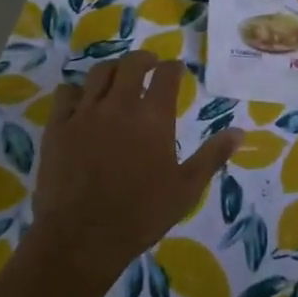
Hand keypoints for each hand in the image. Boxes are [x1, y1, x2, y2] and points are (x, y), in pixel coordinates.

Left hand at [26, 51, 240, 293]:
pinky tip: (81, 100)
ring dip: (112, 69)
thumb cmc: (141, 215)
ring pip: (98, 73)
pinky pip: (65, 93)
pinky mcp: (58, 126)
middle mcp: (120, 105)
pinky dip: (76, 91)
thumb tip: (239, 132)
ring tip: (117, 76)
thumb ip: (212, 156)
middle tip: (149, 65)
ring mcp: (85, 113)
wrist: (82, 237)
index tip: (176, 70)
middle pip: (132, 64)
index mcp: (154, 118)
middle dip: (144, 59)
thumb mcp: (186, 189)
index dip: (173, 68)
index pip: (166, 75)